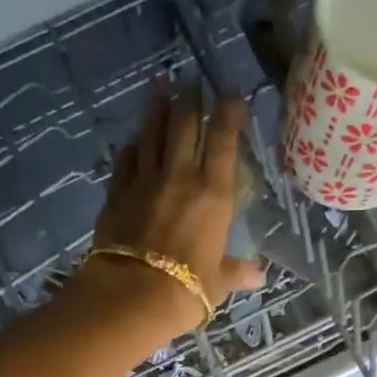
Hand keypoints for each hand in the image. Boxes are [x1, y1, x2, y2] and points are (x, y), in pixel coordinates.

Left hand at [75, 84, 263, 335]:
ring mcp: (143, 183)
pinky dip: (131, 147)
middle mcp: (178, 177)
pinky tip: (132, 140)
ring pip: (151, 135)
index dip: (228, 112)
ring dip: (155, 109)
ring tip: (159, 85)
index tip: (230, 91)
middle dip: (189, 99)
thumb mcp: (219, 282)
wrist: (132, 296)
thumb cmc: (186, 289)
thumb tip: (259, 275)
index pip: (222, 141)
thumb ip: (237, 271)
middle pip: (183, 126)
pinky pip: (124, 162)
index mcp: (213, 194)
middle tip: (191, 80)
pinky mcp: (116, 195)